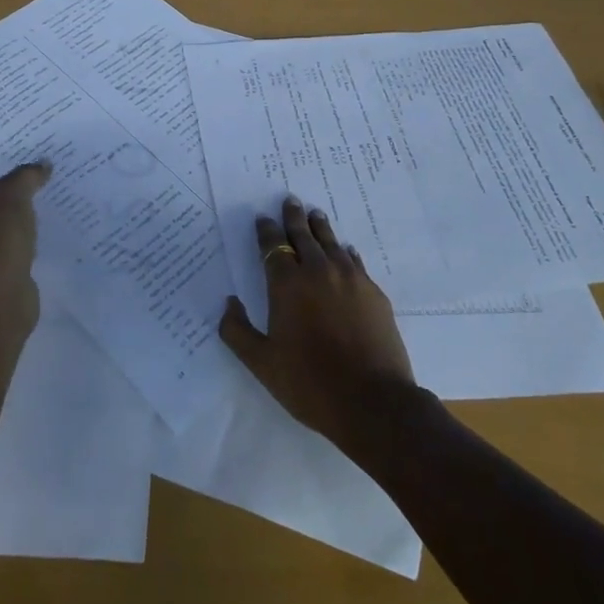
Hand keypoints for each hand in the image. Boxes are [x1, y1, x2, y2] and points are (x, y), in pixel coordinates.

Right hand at [219, 195, 416, 445]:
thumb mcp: (262, 364)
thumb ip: (238, 332)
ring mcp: (349, 279)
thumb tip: (229, 304)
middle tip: (290, 201)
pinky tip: (346, 249)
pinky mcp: (373, 292)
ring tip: (315, 214)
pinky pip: (355, 261)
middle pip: (303, 235)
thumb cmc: (310, 384)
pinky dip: (346, 251)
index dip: (266, 231)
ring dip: (320, 227)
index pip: (273, 247)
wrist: (373, 402)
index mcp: (287, 285)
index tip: (263, 218)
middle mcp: (317, 271)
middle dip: (293, 218)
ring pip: (331, 242)